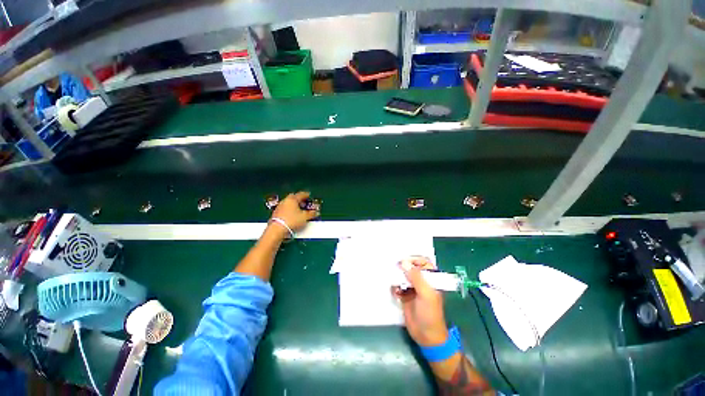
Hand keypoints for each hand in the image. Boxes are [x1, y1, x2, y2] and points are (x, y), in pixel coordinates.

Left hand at [271, 191, 318, 232]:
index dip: (306, 195)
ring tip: (299, 209)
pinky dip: (289, 210)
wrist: (277, 229)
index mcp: (292, 199)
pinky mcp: (276, 213)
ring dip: (294, 205)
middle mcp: (285, 201)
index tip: (309, 195)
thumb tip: (316, 212)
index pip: (301, 194)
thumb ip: (311, 214)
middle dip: (299, 199)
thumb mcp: (305, 217)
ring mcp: (279, 207)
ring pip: (288, 203)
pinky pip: (285, 209)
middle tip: (304, 202)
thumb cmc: (292, 220)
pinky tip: (292, 215)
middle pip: (293, 197)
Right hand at [392, 257, 448, 346]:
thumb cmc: (430, 313)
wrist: (426, 335)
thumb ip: (416, 277)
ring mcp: (413, 288)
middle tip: (395, 268)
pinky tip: (396, 292)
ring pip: (403, 276)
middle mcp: (422, 281)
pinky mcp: (405, 295)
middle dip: (403, 267)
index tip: (404, 261)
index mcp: (431, 279)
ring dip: (397, 277)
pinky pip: (398, 286)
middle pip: (411, 268)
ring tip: (394, 281)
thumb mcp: (426, 293)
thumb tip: (404, 262)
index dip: (415, 260)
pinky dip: (395, 287)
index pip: (424, 262)